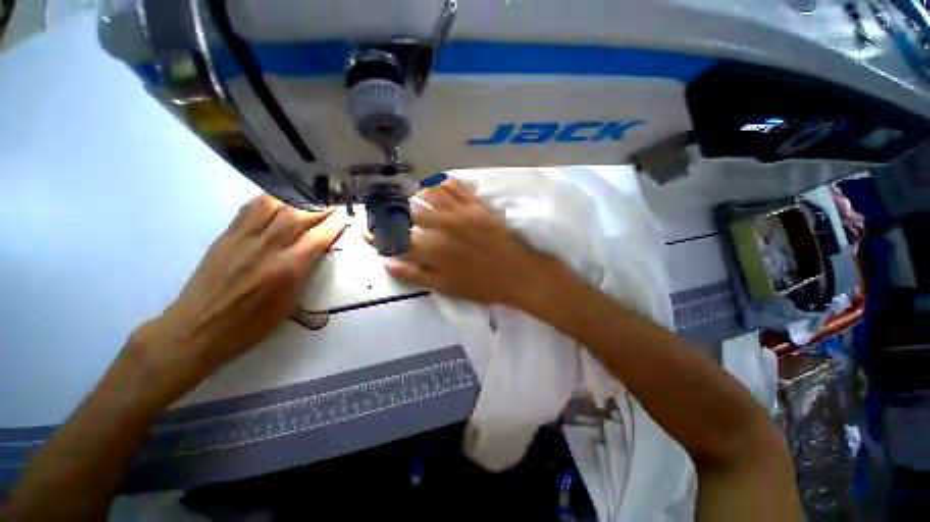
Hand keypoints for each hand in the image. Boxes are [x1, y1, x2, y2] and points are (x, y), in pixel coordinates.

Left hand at [132, 195, 345, 385]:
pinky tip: (277, 200)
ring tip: (307, 198)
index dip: (334, 224)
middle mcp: (266, 248)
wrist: (197, 329)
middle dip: (319, 208)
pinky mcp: (225, 237)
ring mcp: (242, 239)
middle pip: (297, 216)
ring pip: (272, 206)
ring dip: (295, 199)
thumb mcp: (288, 305)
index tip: (344, 216)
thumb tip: (311, 256)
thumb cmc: (249, 326)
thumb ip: (301, 275)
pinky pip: (248, 209)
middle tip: (331, 204)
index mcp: (286, 270)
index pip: (317, 238)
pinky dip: (267, 200)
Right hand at [386, 179, 556, 306]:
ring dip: (415, 196)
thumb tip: (388, 265)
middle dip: (395, 214)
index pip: (395, 236)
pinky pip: (454, 185)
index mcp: (431, 247)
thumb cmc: (481, 285)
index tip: (368, 233)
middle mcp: (441, 223)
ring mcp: (460, 210)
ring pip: (427, 192)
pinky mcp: (476, 204)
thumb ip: (415, 274)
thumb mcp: (445, 287)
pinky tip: (437, 188)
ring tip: (413, 203)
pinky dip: (441, 183)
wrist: (517, 273)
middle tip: (392, 218)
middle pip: (408, 210)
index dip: (378, 235)